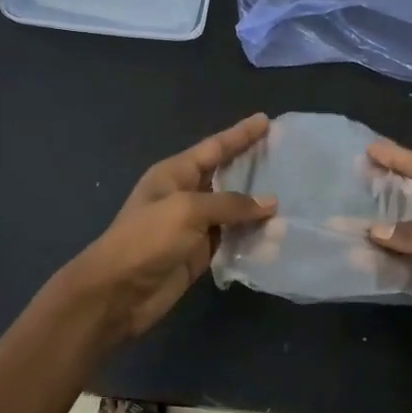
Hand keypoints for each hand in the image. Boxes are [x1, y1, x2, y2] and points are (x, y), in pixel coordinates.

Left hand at [63, 114, 276, 344]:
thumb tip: (270, 203)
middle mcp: (186, 195)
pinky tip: (278, 235)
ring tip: (294, 197)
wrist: (117, 292)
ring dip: (259, 207)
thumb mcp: (187, 210)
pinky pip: (233, 239)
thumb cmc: (146, 239)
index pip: (215, 148)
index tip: (266, 120)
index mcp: (175, 173)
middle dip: (254, 167)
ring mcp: (194, 226)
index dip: (240, 134)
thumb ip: (230, 204)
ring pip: (234, 210)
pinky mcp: (201, 253)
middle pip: (227, 175)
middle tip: (287, 157)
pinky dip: (253, 237)